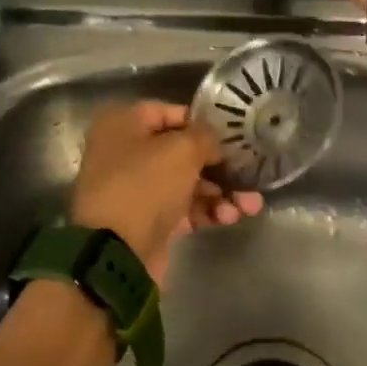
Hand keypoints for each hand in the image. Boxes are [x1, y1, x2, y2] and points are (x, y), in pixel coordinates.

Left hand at [70, 102, 263, 278]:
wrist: (116, 253)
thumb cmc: (145, 185)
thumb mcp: (182, 149)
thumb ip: (205, 137)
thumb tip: (214, 143)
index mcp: (123, 123)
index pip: (171, 113)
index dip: (204, 123)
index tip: (234, 135)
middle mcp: (125, 152)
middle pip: (181, 151)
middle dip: (220, 165)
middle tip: (250, 173)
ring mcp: (135, 188)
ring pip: (186, 183)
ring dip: (220, 192)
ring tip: (249, 205)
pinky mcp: (147, 221)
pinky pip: (183, 208)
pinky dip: (207, 211)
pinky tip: (230, 217)